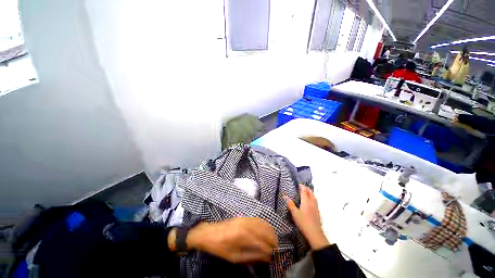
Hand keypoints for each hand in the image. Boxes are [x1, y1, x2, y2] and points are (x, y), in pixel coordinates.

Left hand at [185, 217, 277, 262]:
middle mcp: (245, 225)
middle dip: (272, 238)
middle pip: (264, 231)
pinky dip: (264, 224)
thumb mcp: (234, 257)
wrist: (209, 233)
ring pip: (262, 223)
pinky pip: (257, 219)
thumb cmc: (220, 248)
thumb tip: (265, 257)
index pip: (261, 243)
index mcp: (242, 237)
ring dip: (269, 231)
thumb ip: (251, 256)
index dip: (269, 249)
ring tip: (273, 238)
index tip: (274, 254)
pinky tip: (266, 229)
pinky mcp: (243, 217)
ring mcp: (244, 219)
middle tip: (276, 246)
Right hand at [285, 184, 329, 249]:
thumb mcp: (294, 213)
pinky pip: (315, 201)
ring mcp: (315, 208)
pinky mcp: (317, 212)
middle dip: (307, 189)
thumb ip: (290, 204)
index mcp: (306, 202)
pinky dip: (312, 198)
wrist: (314, 234)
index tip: (299, 184)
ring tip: (307, 192)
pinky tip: (311, 201)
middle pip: (310, 193)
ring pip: (314, 197)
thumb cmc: (303, 222)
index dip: (302, 187)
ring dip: (310, 193)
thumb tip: (285, 196)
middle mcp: (312, 203)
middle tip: (303, 186)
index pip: (304, 192)